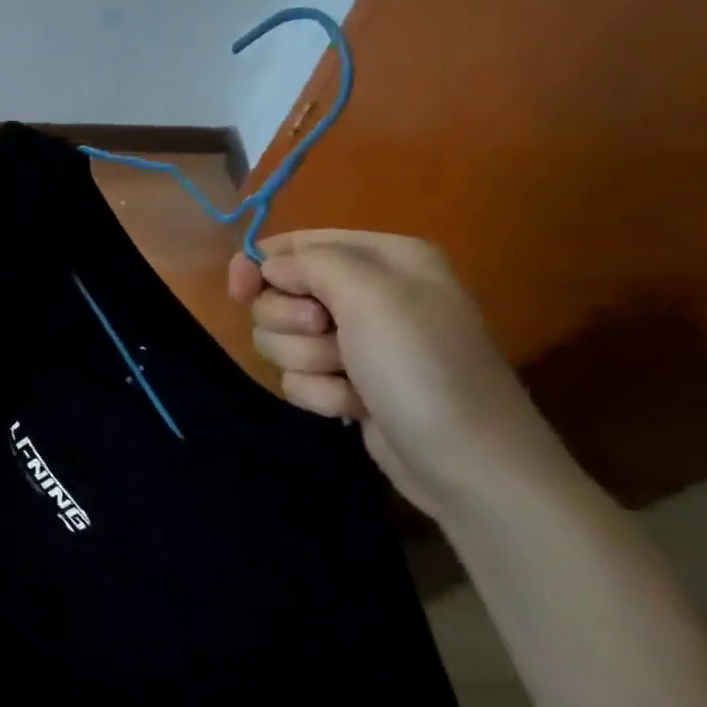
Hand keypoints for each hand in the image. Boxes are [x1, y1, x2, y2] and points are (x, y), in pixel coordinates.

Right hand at [228, 230, 577, 521]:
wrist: (466, 462)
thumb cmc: (421, 367)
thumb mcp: (371, 295)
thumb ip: (311, 262)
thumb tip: (268, 267)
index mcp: (385, 259)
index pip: (296, 244)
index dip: (260, 265)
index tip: (240, 291)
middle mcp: (369, 294)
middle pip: (279, 294)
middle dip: (290, 322)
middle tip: (327, 334)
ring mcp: (357, 342)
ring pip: (282, 338)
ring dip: (306, 362)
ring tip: (349, 378)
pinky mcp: (346, 382)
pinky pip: (297, 376)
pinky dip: (319, 392)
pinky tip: (354, 405)